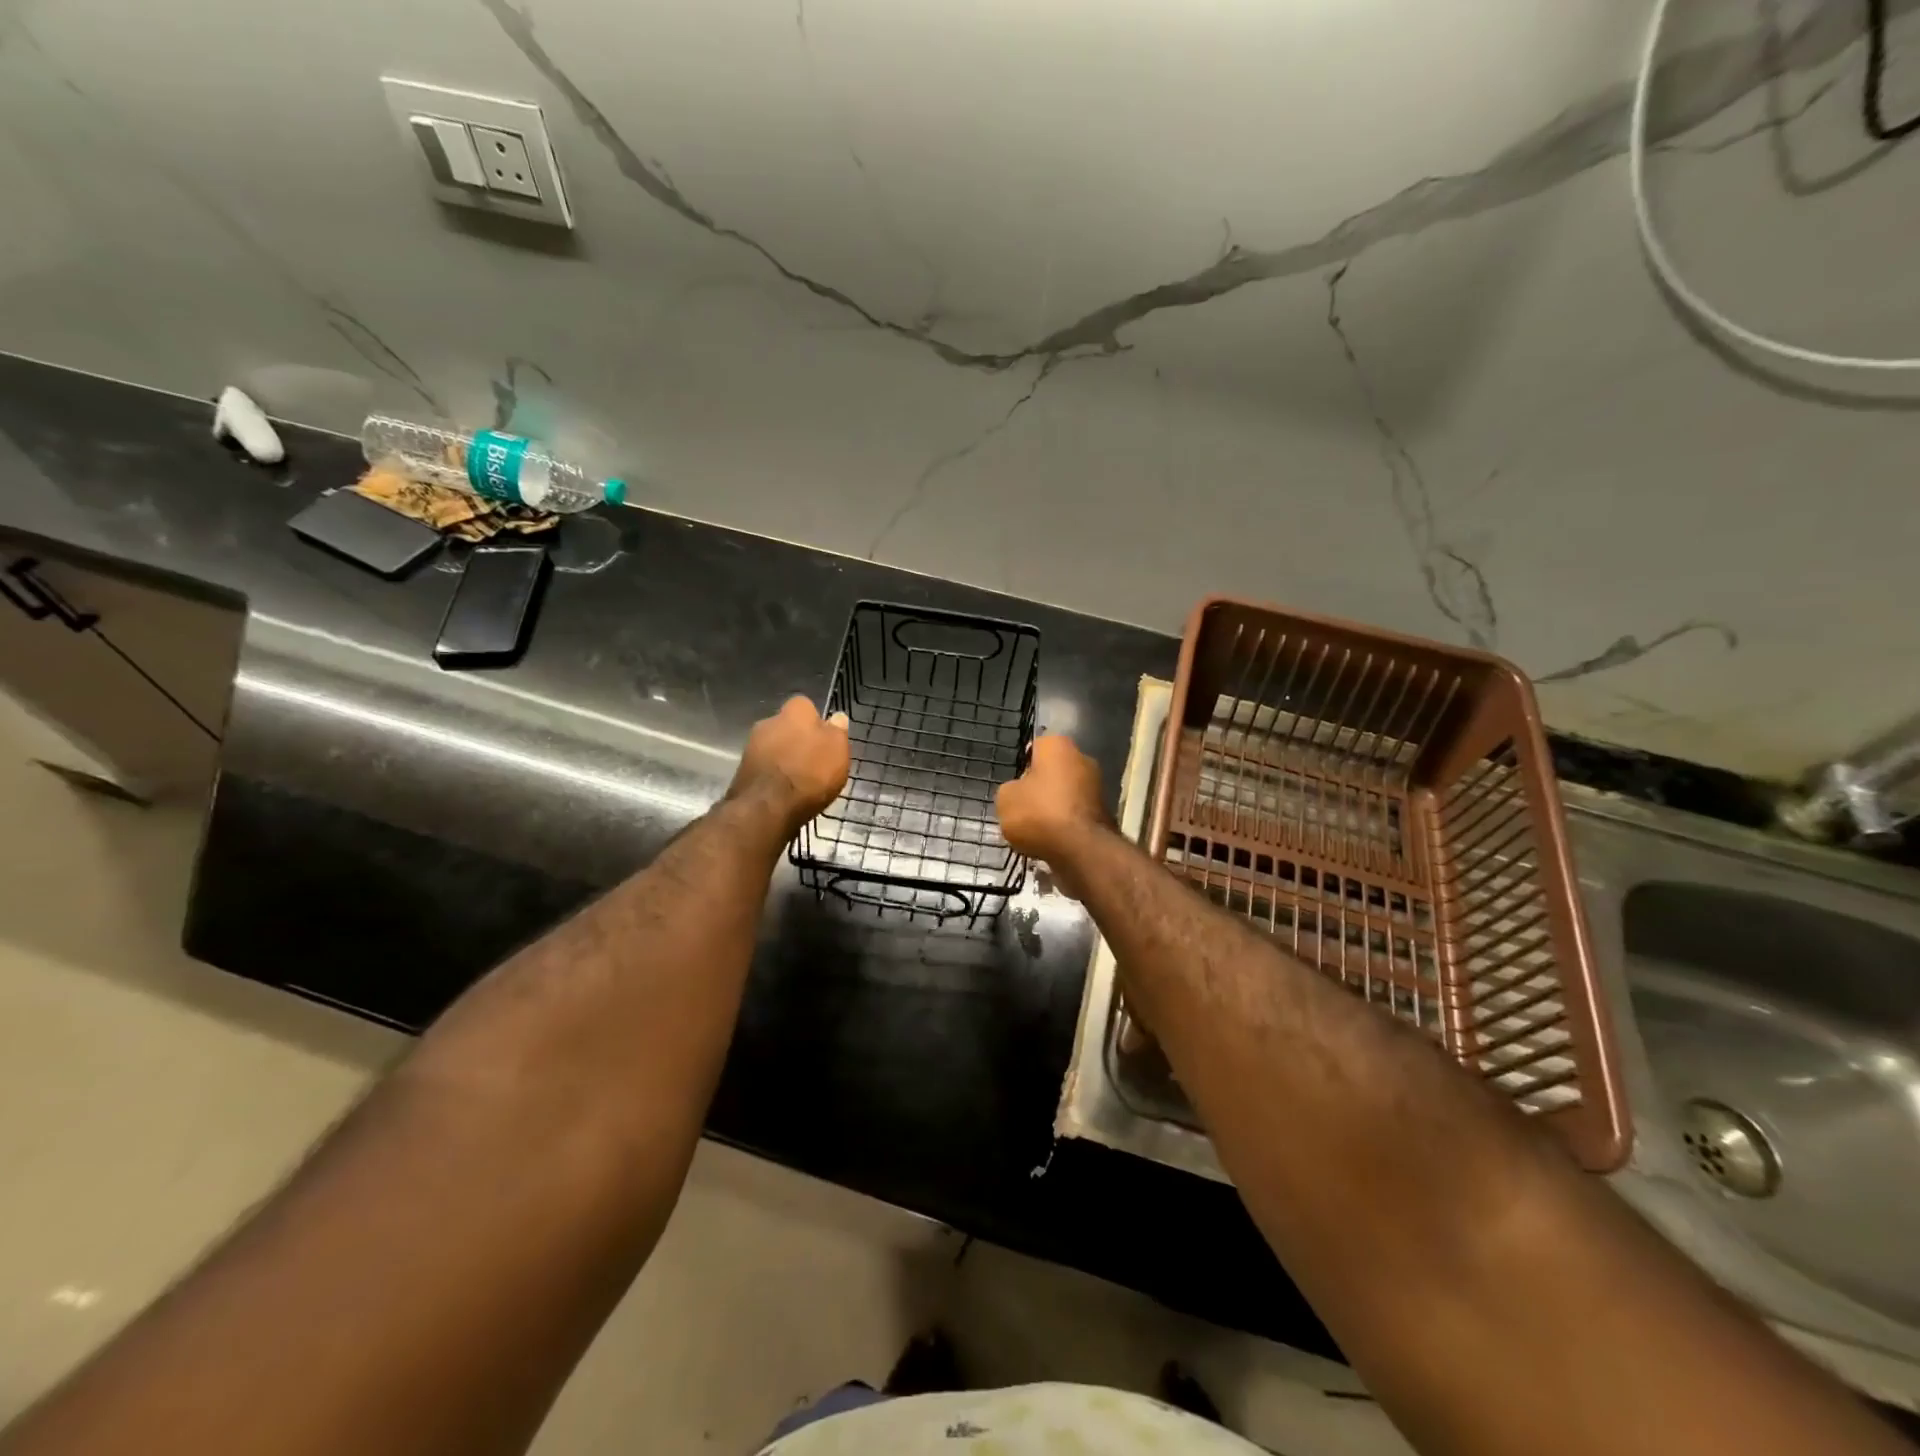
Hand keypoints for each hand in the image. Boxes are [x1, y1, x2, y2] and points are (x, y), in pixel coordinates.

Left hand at [728, 696, 850, 835]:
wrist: (767, 807)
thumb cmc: (809, 773)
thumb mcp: (837, 750)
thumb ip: (837, 731)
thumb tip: (836, 718)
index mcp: (795, 711)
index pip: (807, 706)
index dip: (817, 722)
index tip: (825, 741)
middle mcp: (769, 721)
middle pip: (788, 727)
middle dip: (798, 740)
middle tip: (814, 762)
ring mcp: (752, 746)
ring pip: (775, 747)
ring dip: (785, 758)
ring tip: (800, 781)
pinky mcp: (742, 770)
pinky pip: (765, 767)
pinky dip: (773, 775)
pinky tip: (784, 792)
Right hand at [996, 733, 1110, 890]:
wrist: (1080, 850)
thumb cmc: (1038, 813)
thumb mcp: (1005, 798)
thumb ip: (1010, 789)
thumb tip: (1020, 792)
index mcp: (1058, 746)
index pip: (1036, 747)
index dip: (1023, 765)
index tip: (1014, 783)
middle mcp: (1082, 759)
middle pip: (1053, 771)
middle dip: (1039, 787)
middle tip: (1022, 806)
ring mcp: (1097, 787)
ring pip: (1065, 794)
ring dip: (1052, 807)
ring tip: (1033, 829)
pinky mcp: (1104, 814)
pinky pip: (1075, 815)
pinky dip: (1064, 825)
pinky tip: (1050, 840)